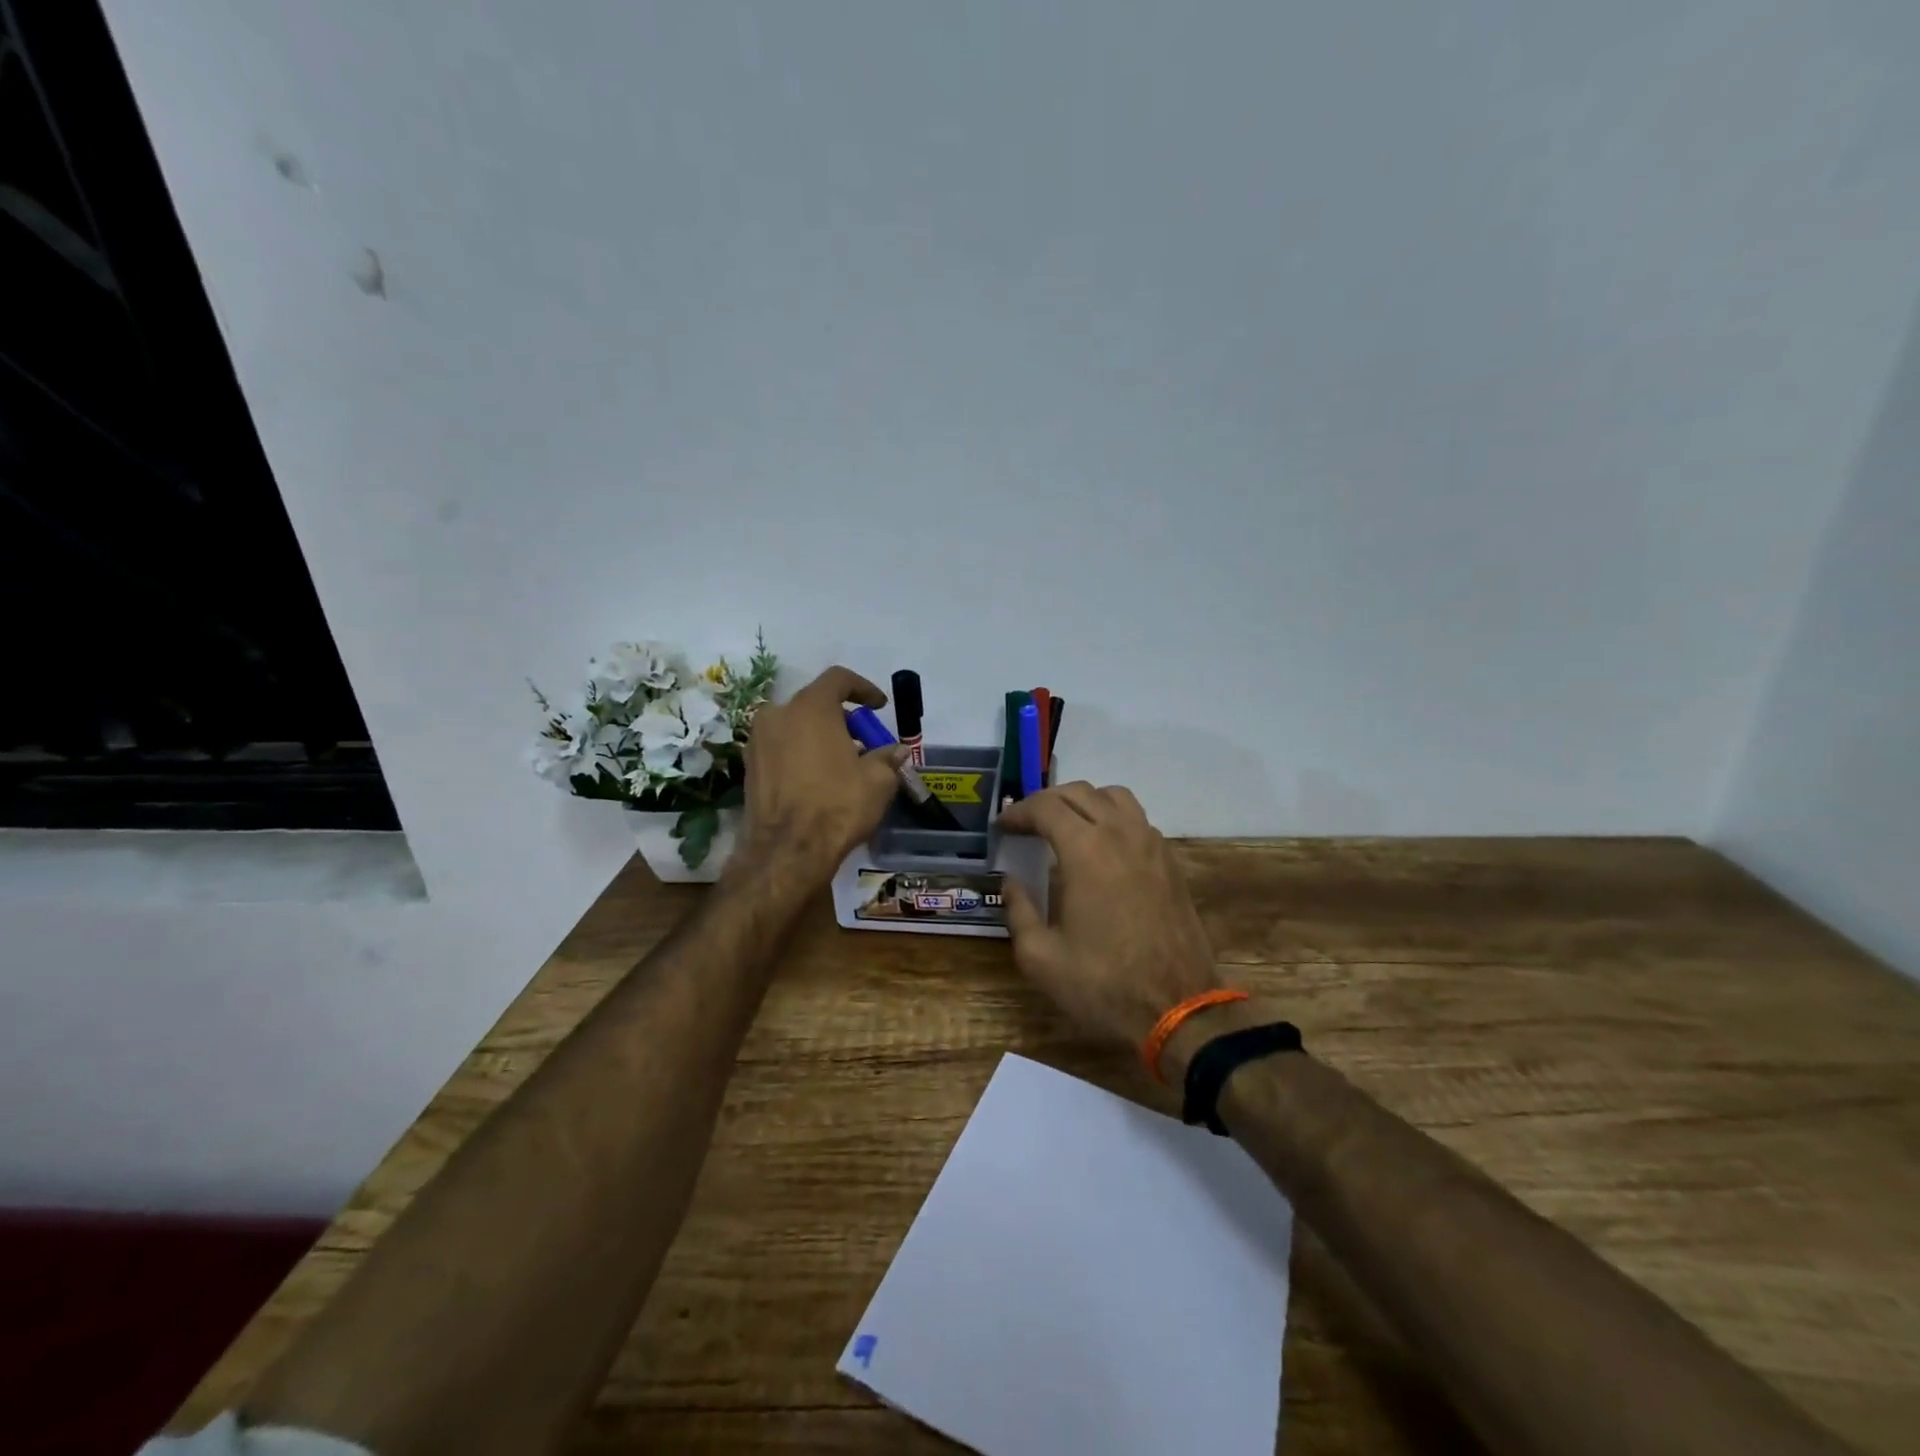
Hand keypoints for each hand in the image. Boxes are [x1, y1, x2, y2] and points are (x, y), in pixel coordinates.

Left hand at [736, 666, 907, 879]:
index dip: (863, 688)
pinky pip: (781, 748)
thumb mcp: (877, 781)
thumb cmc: (838, 805)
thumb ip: (887, 758)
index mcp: (810, 707)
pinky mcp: (749, 767)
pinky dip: (801, 754)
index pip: (838, 679)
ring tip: (842, 764)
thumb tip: (897, 751)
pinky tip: (818, 780)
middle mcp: (777, 715)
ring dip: (820, 737)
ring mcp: (757, 741)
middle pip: (815, 704)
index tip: (879, 707)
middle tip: (863, 742)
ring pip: (795, 726)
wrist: (787, 851)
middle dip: (842, 719)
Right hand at [998, 782, 1221, 1048]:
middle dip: (1046, 802)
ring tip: (1065, 827)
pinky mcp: (1171, 862)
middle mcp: (1121, 834)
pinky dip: (1112, 819)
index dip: (1019, 812)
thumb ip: (1019, 911)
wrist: (1178, 1008)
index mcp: (1085, 850)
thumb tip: (1011, 883)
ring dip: (1083, 802)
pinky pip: (1137, 820)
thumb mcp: (1041, 957)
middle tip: (1026, 825)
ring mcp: (1152, 844)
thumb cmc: (1103, 984)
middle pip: (1079, 792)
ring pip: (1114, 797)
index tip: (1002, 827)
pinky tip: (1101, 849)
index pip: (1046, 807)